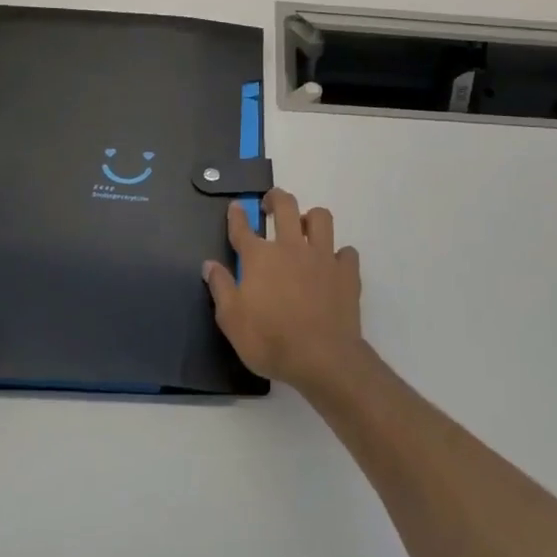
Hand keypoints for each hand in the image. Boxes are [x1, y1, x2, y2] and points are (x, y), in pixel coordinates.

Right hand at [204, 188, 366, 392]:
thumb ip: (221, 287)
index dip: (237, 215)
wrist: (321, 358)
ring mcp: (322, 257)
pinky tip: (334, 265)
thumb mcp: (231, 320)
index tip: (236, 206)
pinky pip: (347, 252)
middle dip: (276, 198)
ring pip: (321, 218)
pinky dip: (340, 255)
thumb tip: (209, 264)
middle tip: (271, 204)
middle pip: (285, 207)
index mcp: (260, 257)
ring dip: (311, 218)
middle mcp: (291, 247)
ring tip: (305, 229)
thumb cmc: (269, 340)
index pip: (243, 229)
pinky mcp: (347, 272)